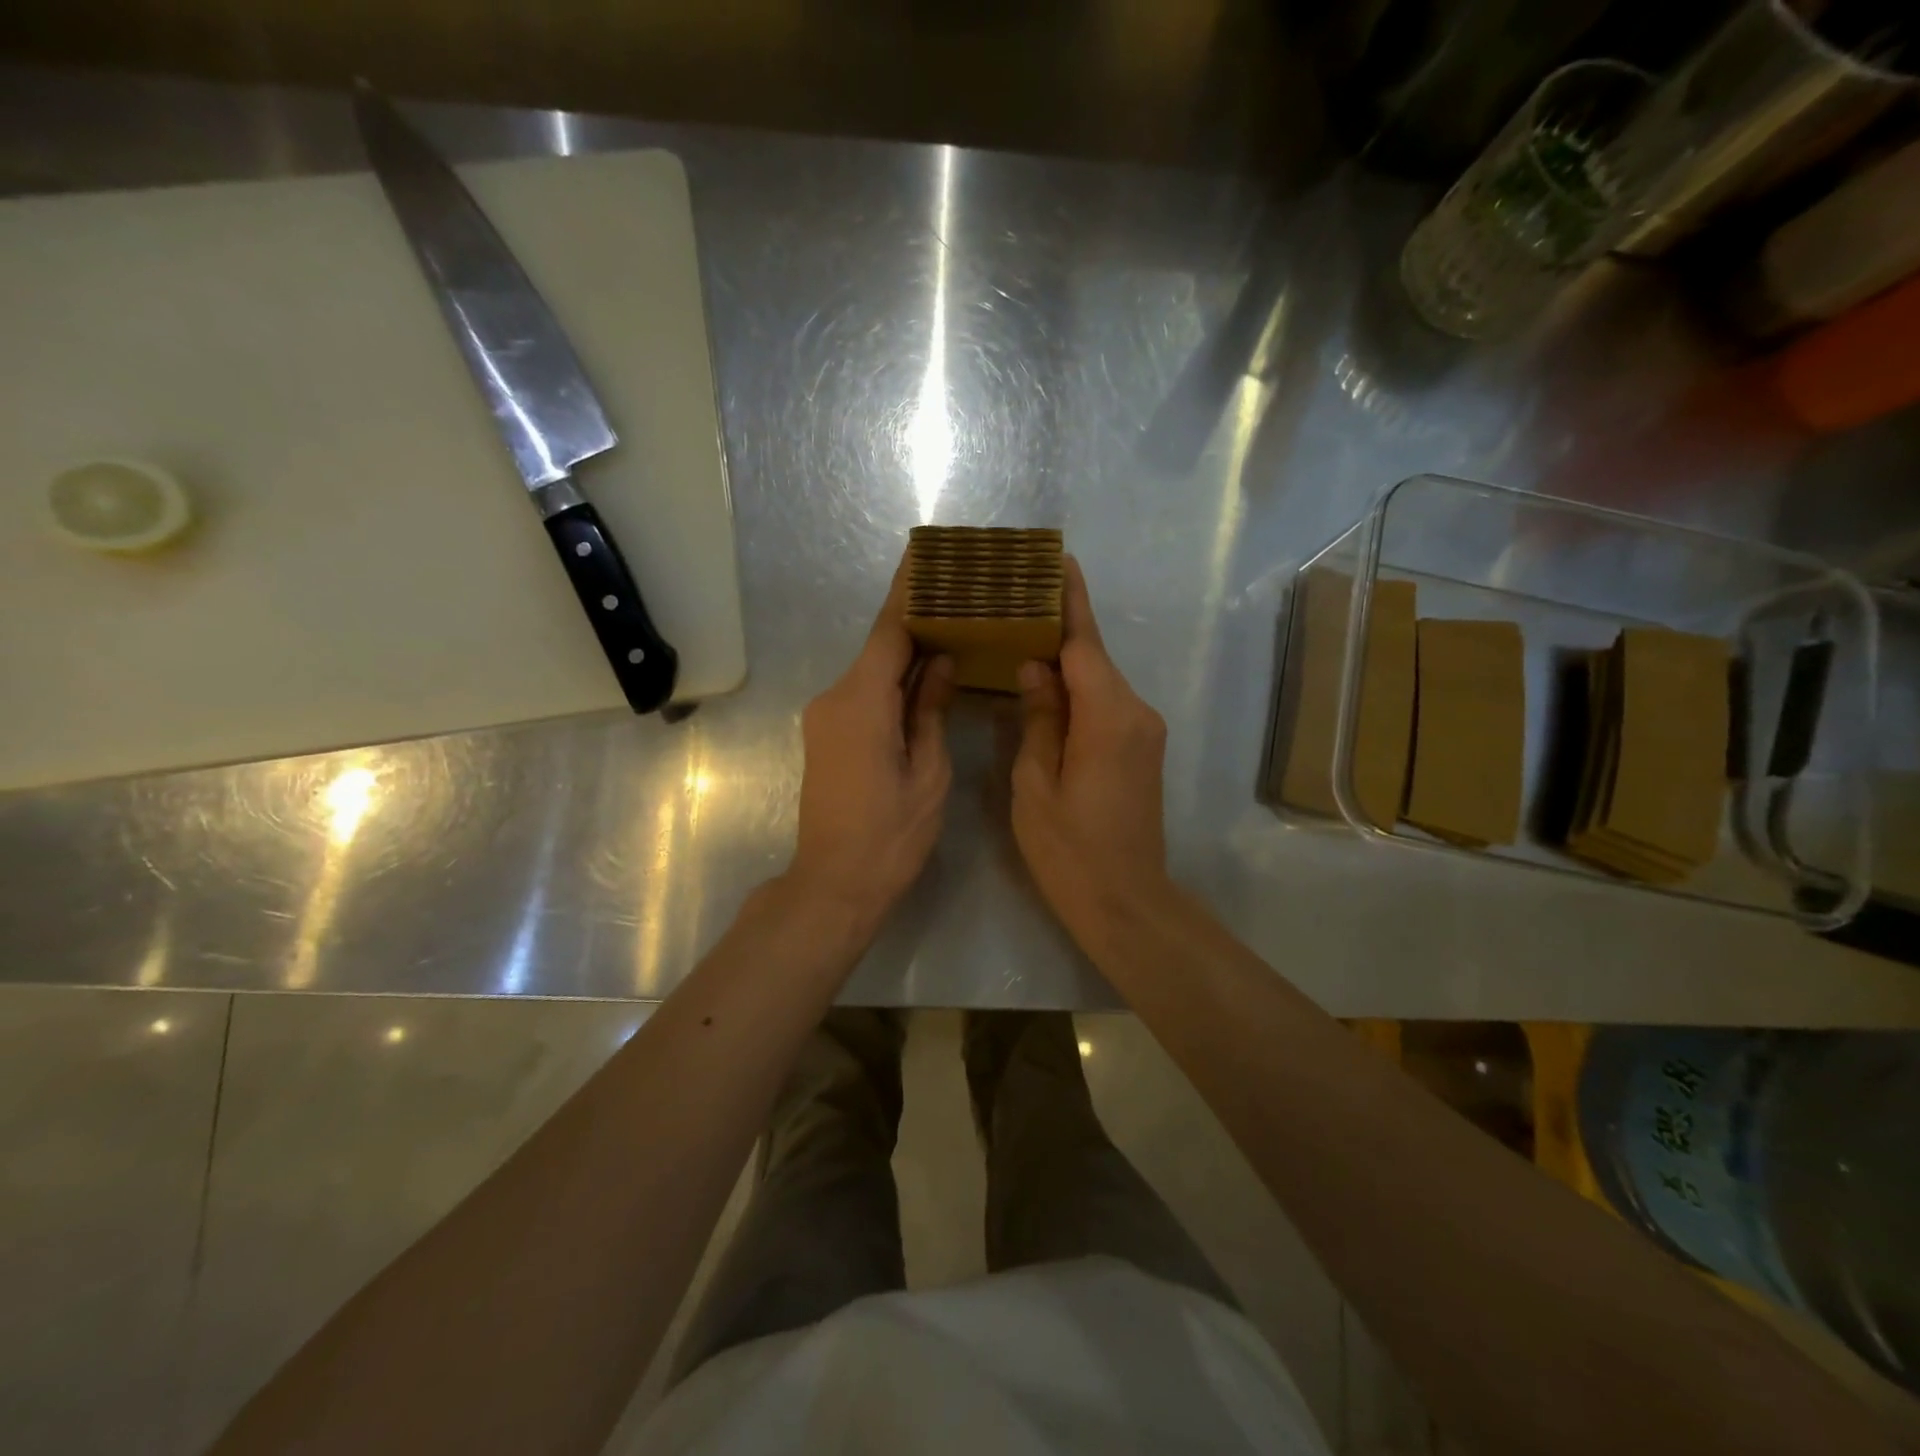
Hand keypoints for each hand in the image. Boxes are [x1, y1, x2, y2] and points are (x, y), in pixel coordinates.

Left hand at [790, 555, 955, 931]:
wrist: (834, 884)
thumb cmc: (890, 835)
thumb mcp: (928, 772)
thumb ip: (930, 709)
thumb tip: (940, 660)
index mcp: (861, 702)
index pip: (888, 630)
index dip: (909, 590)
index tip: (926, 554)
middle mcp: (835, 698)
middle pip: (880, 646)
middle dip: (917, 620)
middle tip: (960, 595)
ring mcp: (826, 717)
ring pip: (873, 672)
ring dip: (907, 654)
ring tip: (953, 631)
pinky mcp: (827, 735)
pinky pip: (864, 694)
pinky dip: (894, 682)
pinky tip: (925, 678)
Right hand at [1011, 557, 1173, 942]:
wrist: (1126, 902)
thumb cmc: (1070, 851)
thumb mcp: (1036, 785)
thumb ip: (1038, 719)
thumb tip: (1034, 668)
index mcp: (1108, 716)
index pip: (1084, 643)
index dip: (1069, 600)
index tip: (1056, 560)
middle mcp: (1136, 713)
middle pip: (1093, 658)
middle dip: (1058, 627)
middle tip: (1015, 601)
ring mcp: (1144, 732)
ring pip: (1099, 682)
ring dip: (1065, 662)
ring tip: (1020, 639)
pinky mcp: (1142, 750)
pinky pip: (1106, 705)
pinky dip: (1078, 691)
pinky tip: (1045, 688)